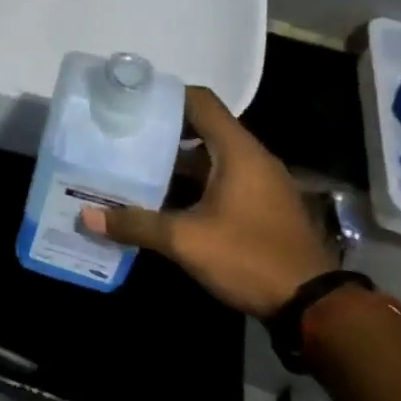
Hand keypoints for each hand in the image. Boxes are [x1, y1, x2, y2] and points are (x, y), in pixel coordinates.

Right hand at [82, 86, 336, 319]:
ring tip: (136, 166)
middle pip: (203, 128)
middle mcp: (252, 157)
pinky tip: (166, 200)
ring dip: (177, 161)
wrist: (313, 305)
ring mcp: (261, 182)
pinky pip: (223, 179)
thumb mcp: (186, 241)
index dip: (166, 95)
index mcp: (237, 151)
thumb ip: (136, 224)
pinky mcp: (263, 205)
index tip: (132, 101)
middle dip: (164, 131)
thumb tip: (87, 216)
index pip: (200, 101)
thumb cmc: (249, 257)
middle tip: (124, 136)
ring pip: (212, 157)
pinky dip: (195, 182)